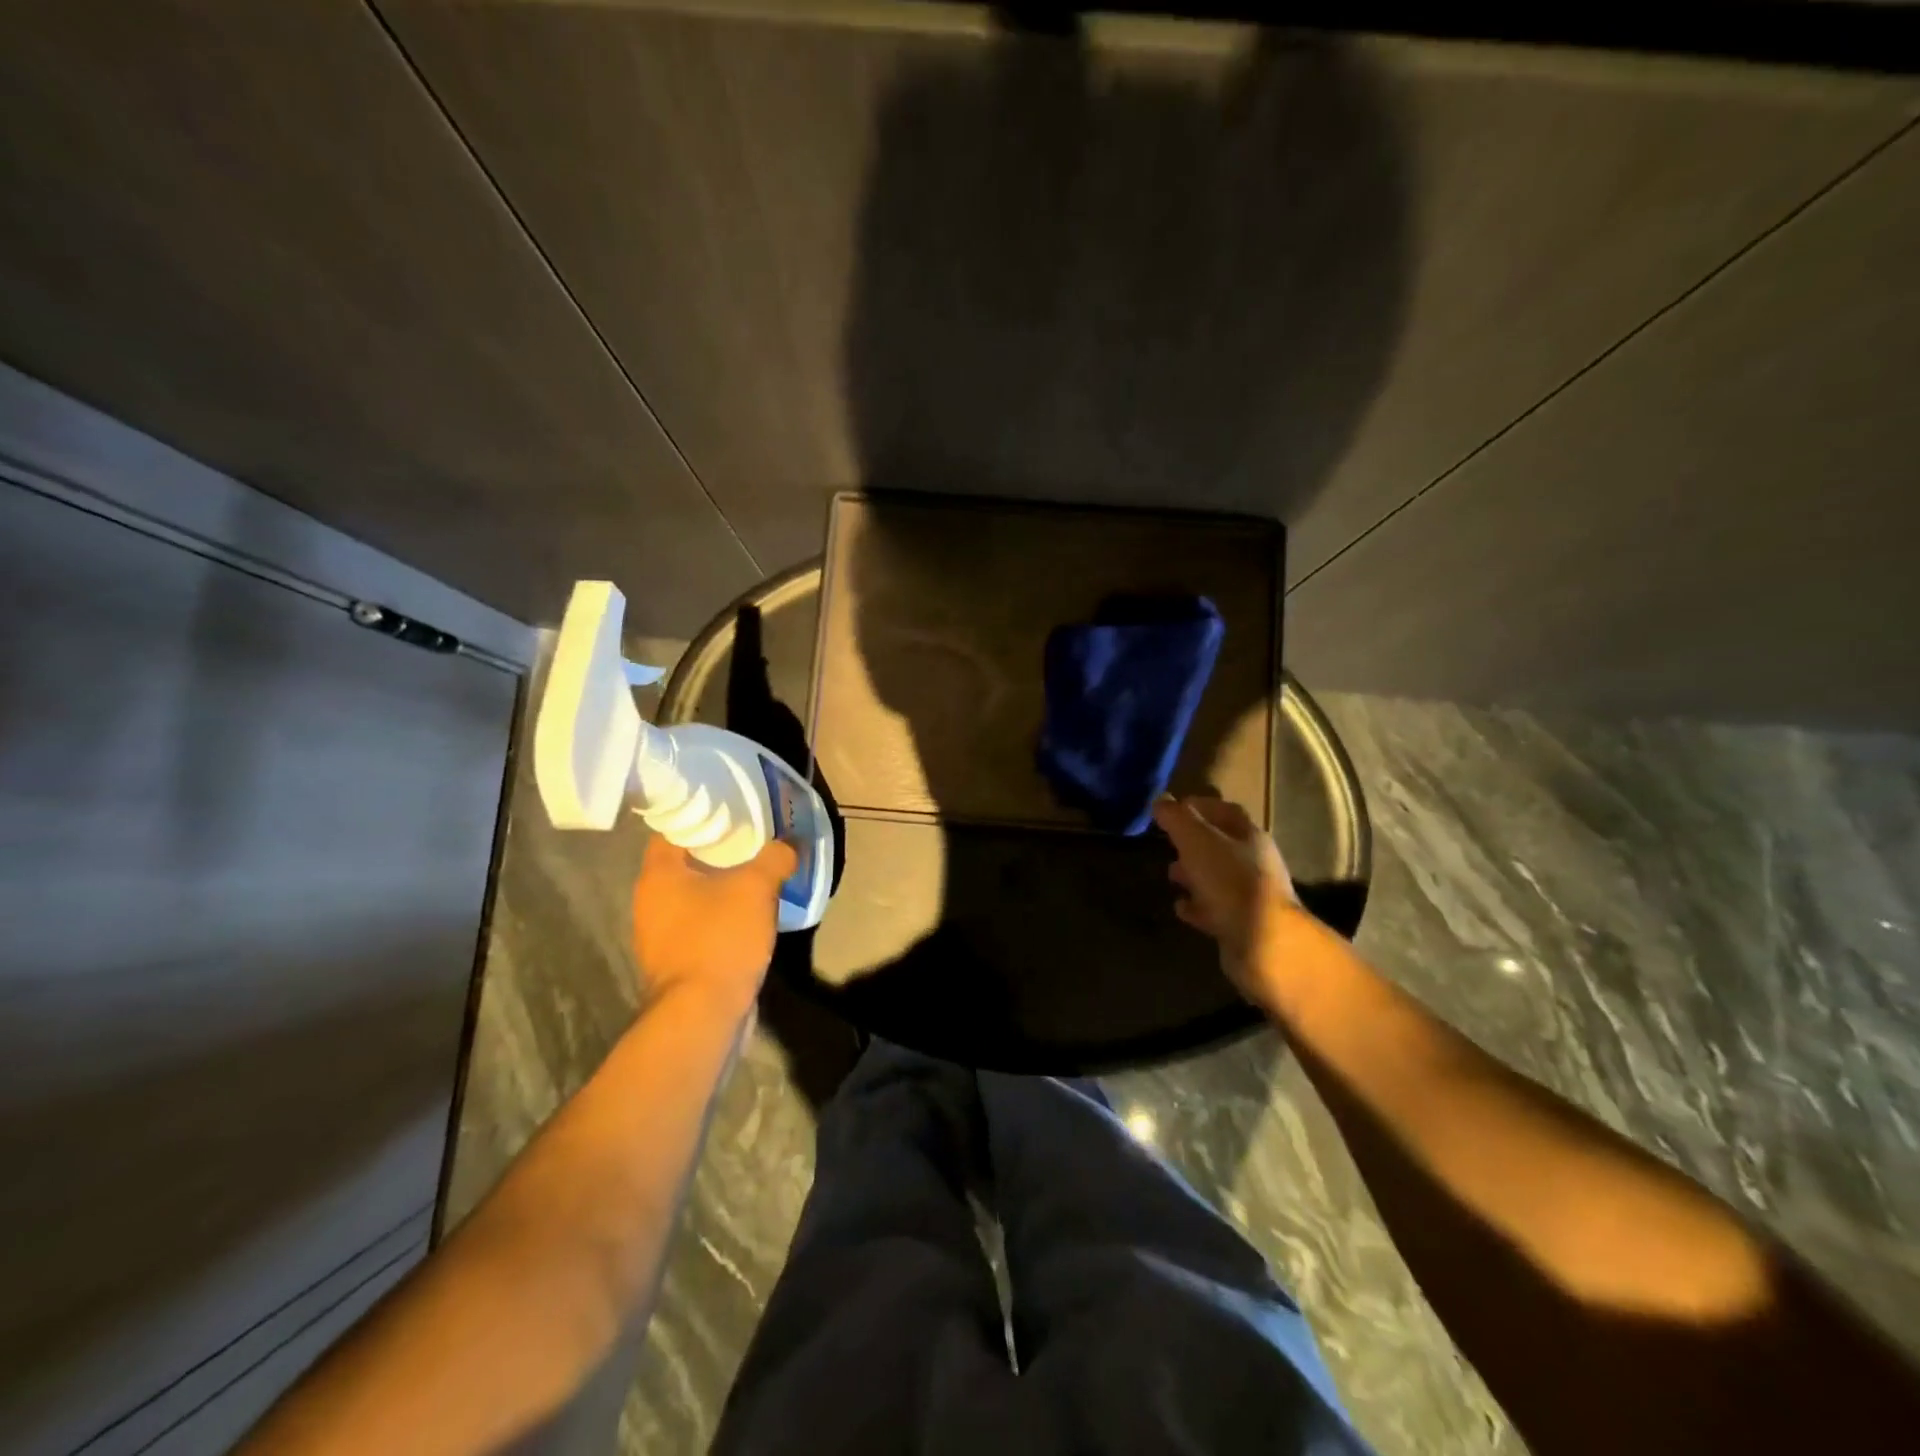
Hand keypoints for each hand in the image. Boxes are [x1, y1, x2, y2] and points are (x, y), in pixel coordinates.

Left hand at [631, 835, 797, 1018]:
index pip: (673, 829)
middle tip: (752, 839)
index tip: (732, 810)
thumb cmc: (719, 939)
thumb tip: (789, 843)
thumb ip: (774, 858)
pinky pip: (700, 924)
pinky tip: (750, 914)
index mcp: (658, 875)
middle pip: (684, 862)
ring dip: (721, 885)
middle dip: (717, 851)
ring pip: (694, 895)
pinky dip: (721, 915)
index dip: (702, 817)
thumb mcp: (756, 888)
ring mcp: (660, 935)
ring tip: (757, 873)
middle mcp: (650, 901)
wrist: (702, 1015)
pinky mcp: (677, 960)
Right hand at [1153, 795, 1300, 1005]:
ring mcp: (1249, 895)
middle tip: (1166, 843)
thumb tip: (1161, 801)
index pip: (1225, 810)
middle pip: (1221, 845)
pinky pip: (1214, 909)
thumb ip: (1177, 819)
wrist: (1262, 943)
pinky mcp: (1241, 924)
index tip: (1171, 808)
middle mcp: (1254, 862)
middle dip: (1192, 842)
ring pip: (1216, 877)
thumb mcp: (1197, 841)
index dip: (1198, 806)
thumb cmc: (1230, 881)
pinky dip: (1196, 905)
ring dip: (1193, 874)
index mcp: (1249, 836)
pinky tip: (1180, 907)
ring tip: (1170, 875)